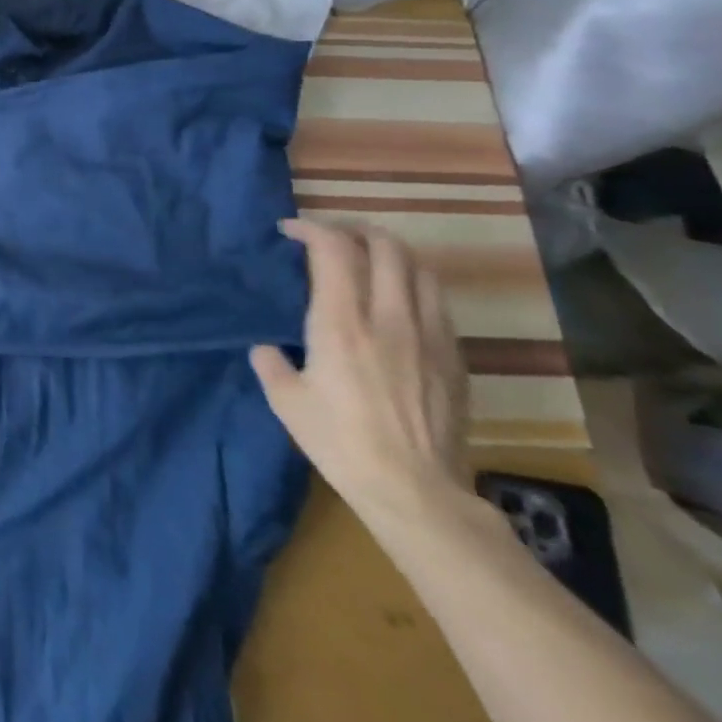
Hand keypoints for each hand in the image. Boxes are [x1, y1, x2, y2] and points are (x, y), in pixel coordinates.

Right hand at [250, 218, 470, 528]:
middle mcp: (389, 317)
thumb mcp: (285, 400)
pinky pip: (439, 303)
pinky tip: (400, 303)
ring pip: (421, 269)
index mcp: (341, 322)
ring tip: (371, 260)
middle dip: (356, 229)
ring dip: (393, 253)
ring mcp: (429, 336)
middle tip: (333, 237)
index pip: (333, 248)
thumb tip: (266, 347)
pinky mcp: (454, 359)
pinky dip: (416, 286)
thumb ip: (270, 362)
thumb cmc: (340, 442)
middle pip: (386, 246)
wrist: (416, 493)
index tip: (289, 231)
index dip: (310, 228)